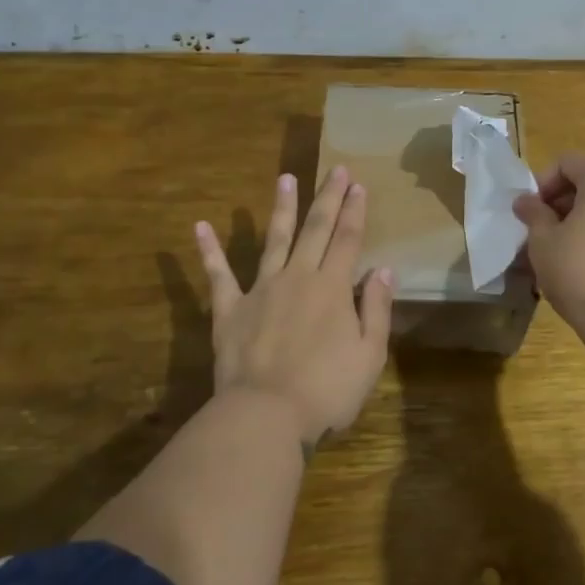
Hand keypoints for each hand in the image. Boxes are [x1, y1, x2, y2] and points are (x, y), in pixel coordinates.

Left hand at [194, 166, 394, 447]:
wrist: (266, 415)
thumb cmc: (326, 390)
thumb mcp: (369, 355)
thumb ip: (375, 309)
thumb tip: (383, 269)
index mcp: (332, 287)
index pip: (348, 239)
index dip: (355, 211)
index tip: (359, 185)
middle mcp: (298, 277)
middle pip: (316, 229)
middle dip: (328, 197)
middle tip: (336, 168)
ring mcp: (261, 290)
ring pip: (274, 239)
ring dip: (281, 207)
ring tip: (286, 177)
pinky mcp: (230, 310)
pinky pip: (218, 275)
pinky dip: (209, 251)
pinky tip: (201, 226)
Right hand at [513, 152, 584, 340]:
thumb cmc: (579, 271)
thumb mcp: (543, 241)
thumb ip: (533, 214)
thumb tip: (525, 202)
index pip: (567, 162)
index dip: (543, 183)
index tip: (530, 212)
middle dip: (560, 201)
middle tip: (540, 231)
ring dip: (579, 219)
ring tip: (559, 250)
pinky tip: (583, 263)